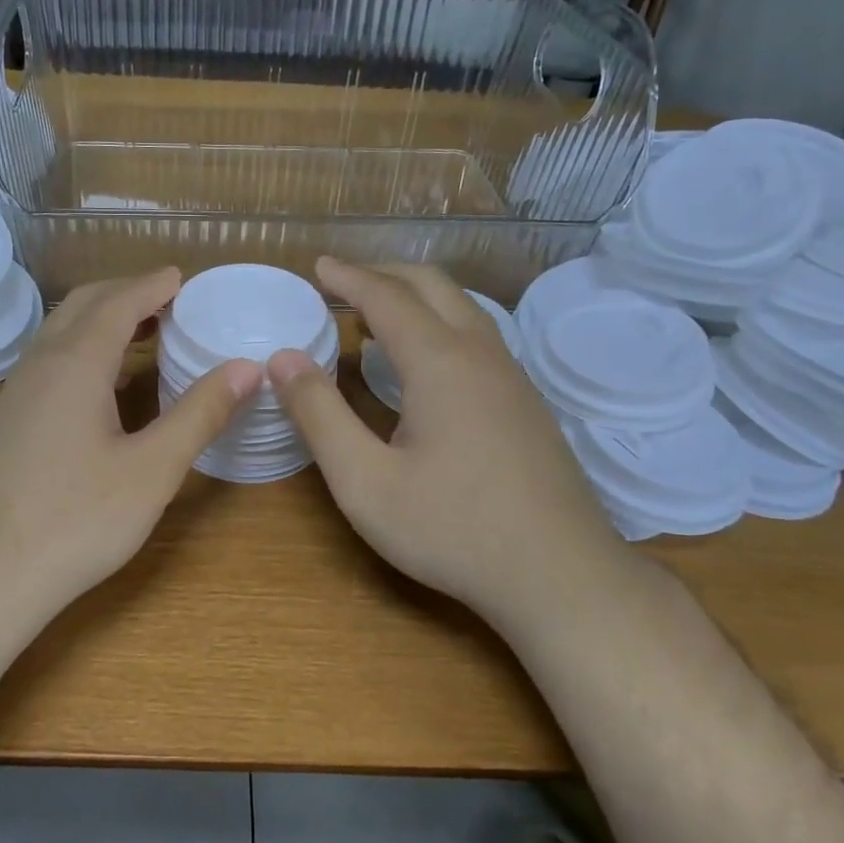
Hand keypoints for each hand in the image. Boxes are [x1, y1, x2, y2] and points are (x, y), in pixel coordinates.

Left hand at [0, 268, 259, 619]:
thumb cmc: (74, 522)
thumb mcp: (151, 470)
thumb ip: (200, 414)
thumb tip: (248, 368)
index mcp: (75, 363)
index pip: (119, 301)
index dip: (153, 285)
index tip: (184, 277)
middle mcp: (40, 364)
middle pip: (84, 305)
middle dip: (127, 293)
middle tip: (170, 301)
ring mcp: (15, 392)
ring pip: (61, 332)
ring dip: (102, 319)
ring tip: (144, 333)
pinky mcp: (5, 420)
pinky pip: (49, 360)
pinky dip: (84, 348)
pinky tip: (103, 384)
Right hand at [269, 258, 621, 624]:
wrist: (560, 576)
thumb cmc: (452, 529)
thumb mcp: (364, 481)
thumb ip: (319, 416)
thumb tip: (283, 359)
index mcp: (439, 361)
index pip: (386, 297)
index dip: (348, 277)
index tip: (318, 266)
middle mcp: (480, 354)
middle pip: (432, 286)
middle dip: (384, 273)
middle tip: (343, 281)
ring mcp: (512, 377)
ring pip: (463, 308)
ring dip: (417, 296)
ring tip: (379, 312)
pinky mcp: (527, 404)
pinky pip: (478, 336)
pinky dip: (441, 322)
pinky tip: (426, 360)